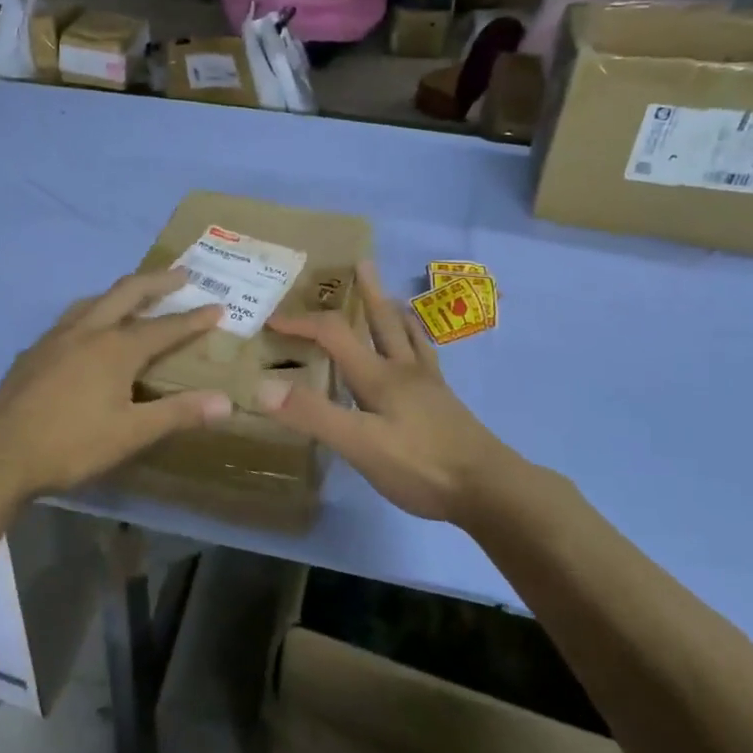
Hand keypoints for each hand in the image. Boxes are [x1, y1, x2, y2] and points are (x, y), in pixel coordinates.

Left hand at [0, 271, 233, 498]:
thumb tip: (226, 401)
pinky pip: (71, 318)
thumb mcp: (131, 434)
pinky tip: (87, 331)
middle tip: (182, 274)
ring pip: (94, 300)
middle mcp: (87, 331)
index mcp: (115, 348)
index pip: (165, 327)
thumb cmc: (71, 445)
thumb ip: (178, 413)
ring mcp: (56, 337)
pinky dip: (93, 311)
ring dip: (121, 292)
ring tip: (136, 295)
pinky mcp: (34, 350)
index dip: (194, 318)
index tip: (218, 307)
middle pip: (127, 293)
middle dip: (158, 281)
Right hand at [256, 261, 514, 524]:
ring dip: (396, 313)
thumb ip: (314, 414)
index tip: (272, 319)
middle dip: (367, 293)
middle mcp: (405, 371)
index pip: (334, 335)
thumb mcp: (359, 444)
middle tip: (363, 263)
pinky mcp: (445, 404)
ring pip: (410, 337)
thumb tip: (263, 386)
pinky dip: (418, 343)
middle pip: (383, 322)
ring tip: (394, 298)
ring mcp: (429, 386)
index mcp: (379, 375)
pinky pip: (427, 359)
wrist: (489, 488)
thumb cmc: (421, 466)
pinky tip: (421, 355)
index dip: (302, 324)